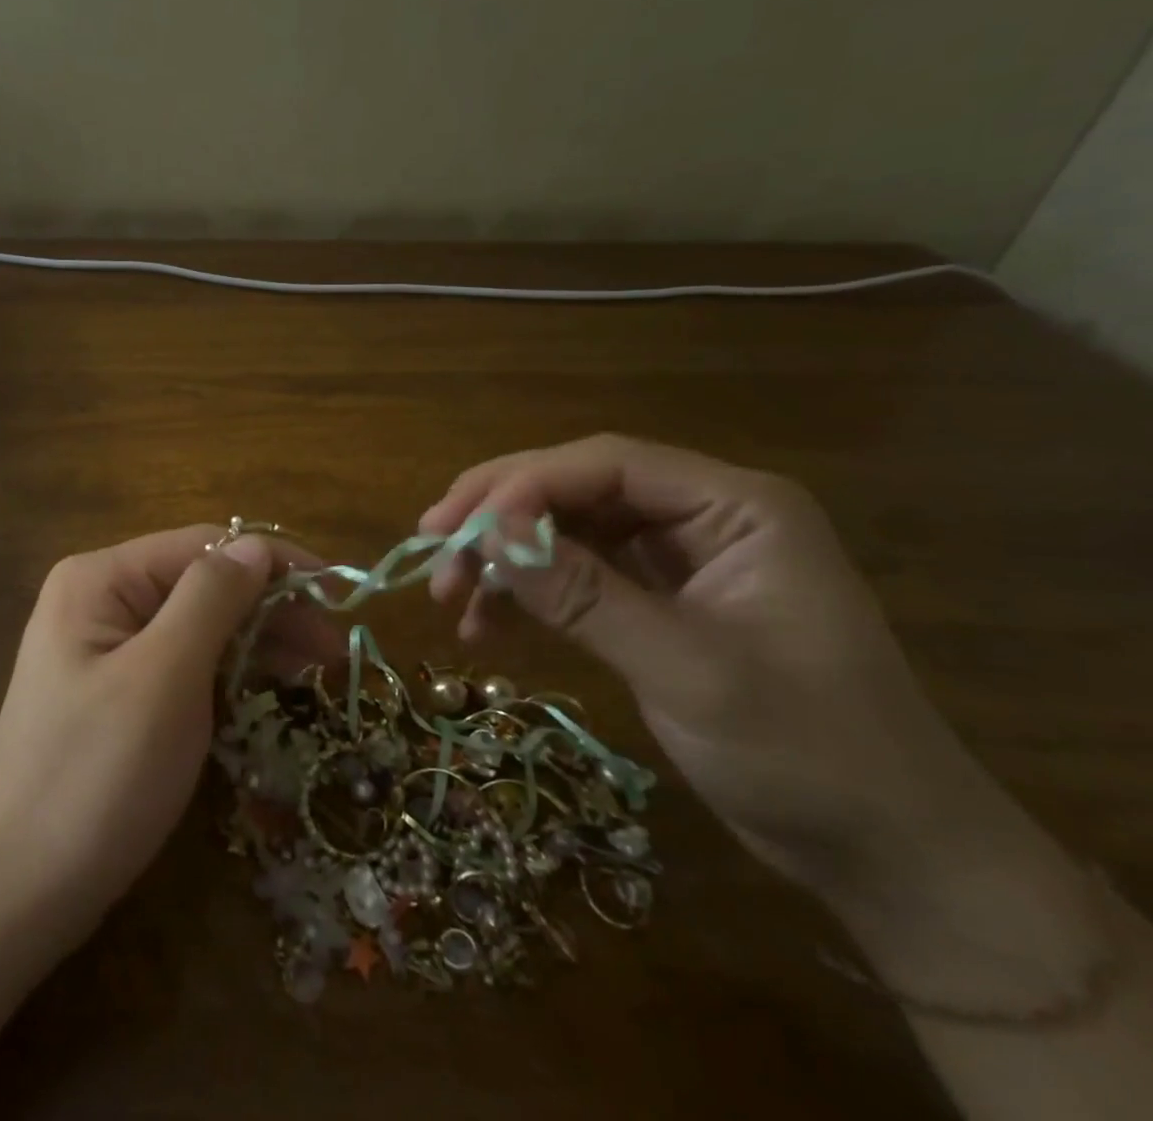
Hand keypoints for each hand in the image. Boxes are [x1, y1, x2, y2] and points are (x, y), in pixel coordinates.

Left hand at [0, 526, 328, 941]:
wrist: (18, 890)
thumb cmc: (97, 774)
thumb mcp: (164, 676)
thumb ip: (211, 598)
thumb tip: (255, 547)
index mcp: (102, 579)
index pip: (204, 545)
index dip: (273, 562)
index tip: (337, 592)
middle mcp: (101, 600)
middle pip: (202, 584)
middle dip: (270, 608)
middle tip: (335, 649)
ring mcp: (105, 649)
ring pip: (197, 626)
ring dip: (257, 641)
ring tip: (318, 670)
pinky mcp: (116, 694)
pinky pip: (182, 665)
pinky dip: (227, 672)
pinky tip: (266, 689)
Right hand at [418, 436, 1056, 951]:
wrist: (890, 857)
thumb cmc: (810, 756)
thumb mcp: (687, 671)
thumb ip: (584, 595)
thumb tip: (489, 535)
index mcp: (735, 507)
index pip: (607, 465)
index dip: (524, 486)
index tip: (458, 530)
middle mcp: (702, 515)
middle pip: (574, 487)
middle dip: (498, 517)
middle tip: (431, 548)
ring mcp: (677, 557)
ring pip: (563, 529)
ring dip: (501, 558)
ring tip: (449, 599)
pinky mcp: (655, 598)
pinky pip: (573, 575)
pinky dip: (525, 595)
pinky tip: (484, 628)